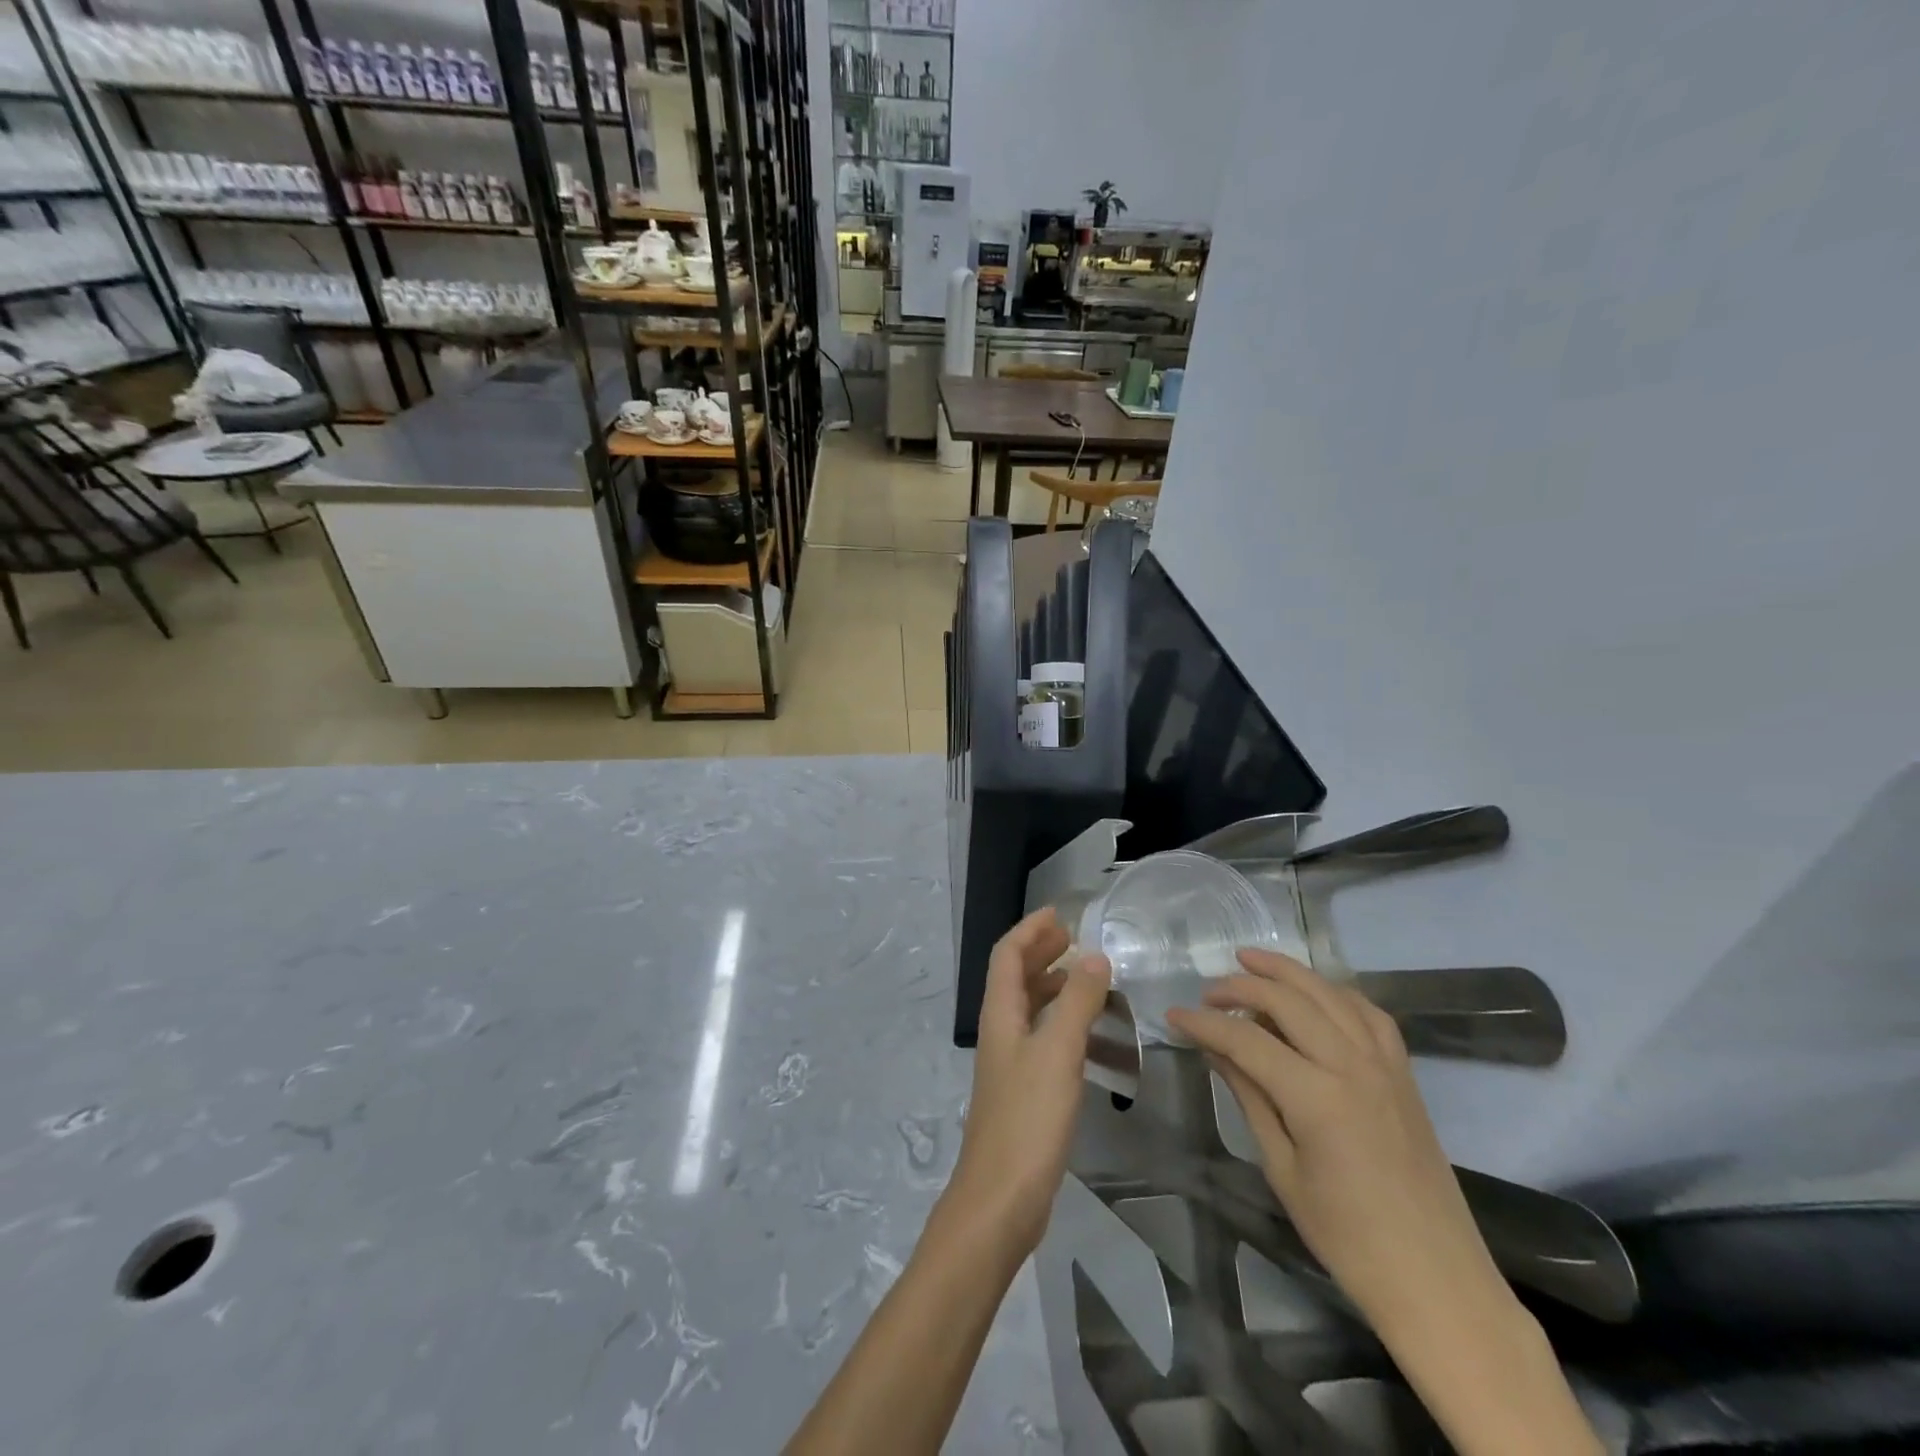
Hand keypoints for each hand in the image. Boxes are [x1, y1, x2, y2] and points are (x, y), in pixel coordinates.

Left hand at [948, 908, 1111, 1257]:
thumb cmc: (1027, 1118)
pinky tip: (1102, 1044)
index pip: (1007, 954)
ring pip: (1035, 1011)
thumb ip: (1077, 1002)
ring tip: (1098, 986)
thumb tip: (1094, 956)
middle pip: (1018, 978)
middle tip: (1079, 942)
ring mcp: (1012, 1064)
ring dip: (1062, 991)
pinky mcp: (1026, 1093)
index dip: (1030, 930)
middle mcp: (1002, 1032)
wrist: (1001, 1200)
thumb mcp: (1058, 1052)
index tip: (1061, 914)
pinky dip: (1072, 1031)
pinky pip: (1048, 1044)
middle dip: (1045, 954)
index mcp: (1001, 1014)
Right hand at [1165, 949, 1505, 1334]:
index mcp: (1318, 1098)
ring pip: (1329, 994)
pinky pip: (1369, 1013)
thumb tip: (1214, 1050)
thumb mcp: (1283, 1170)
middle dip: (1241, 987)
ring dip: (1287, 972)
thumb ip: (1250, 1097)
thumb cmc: (1348, 1238)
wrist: (1437, 1281)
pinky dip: (1335, 992)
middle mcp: (1353, 1067)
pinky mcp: (1404, 1074)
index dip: (1204, 1024)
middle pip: (1288, 1001)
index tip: (1173, 1017)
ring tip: (1250, 960)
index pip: (1246, 1040)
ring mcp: (1385, 1066)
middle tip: (1206, 993)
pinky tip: (1314, 992)